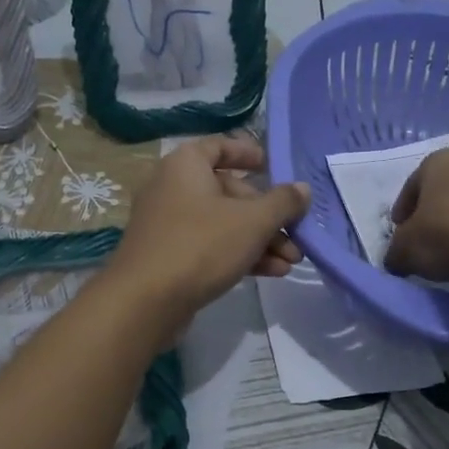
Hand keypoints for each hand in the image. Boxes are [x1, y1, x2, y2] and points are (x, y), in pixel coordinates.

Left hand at [107, 134, 308, 330]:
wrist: (146, 301)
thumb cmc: (201, 246)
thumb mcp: (252, 221)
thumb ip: (282, 202)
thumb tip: (302, 189)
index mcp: (185, 165)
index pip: (220, 147)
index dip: (248, 154)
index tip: (273, 168)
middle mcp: (172, 188)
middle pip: (229, 192)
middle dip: (268, 216)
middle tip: (296, 235)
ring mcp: (168, 224)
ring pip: (223, 224)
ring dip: (260, 240)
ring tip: (291, 261)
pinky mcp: (169, 256)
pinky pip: (210, 247)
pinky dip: (239, 255)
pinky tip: (272, 272)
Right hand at [384, 148, 448, 281]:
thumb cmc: (448, 233)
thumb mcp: (406, 249)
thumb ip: (395, 252)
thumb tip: (395, 260)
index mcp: (438, 161)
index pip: (412, 185)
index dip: (403, 212)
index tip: (401, 234)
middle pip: (446, 188)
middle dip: (436, 212)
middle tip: (429, 240)